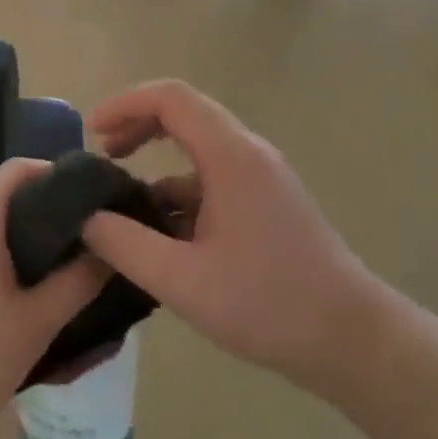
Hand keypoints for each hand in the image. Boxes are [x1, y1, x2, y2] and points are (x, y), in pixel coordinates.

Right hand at [79, 80, 399, 399]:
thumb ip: (123, 244)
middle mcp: (248, 154)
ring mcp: (260, 178)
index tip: (91, 133)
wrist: (352, 340)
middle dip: (136, 127)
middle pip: (184, 114)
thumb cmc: (268, 304)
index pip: (171, 98)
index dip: (124, 104)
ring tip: (120, 205)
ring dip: (155, 165)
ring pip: (196, 150)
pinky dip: (177, 193)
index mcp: (230, 157)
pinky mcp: (265, 203)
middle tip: (101, 158)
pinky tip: (159, 236)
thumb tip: (85, 217)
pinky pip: (211, 180)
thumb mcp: (181, 280)